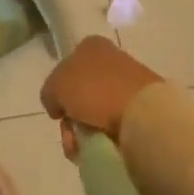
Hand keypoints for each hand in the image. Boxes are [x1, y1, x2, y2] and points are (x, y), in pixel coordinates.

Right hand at [41, 37, 163, 158]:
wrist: (143, 113)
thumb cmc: (95, 90)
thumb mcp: (56, 86)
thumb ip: (49, 93)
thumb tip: (57, 106)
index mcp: (91, 45)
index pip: (67, 67)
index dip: (59, 92)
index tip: (59, 112)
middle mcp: (111, 59)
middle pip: (81, 93)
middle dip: (72, 119)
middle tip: (72, 137)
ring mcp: (130, 83)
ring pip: (97, 112)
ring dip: (87, 132)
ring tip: (87, 149)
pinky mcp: (144, 107)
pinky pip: (117, 124)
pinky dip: (108, 138)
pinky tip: (105, 148)